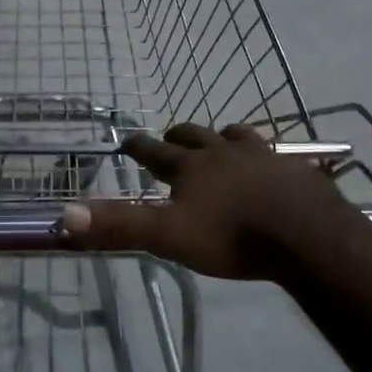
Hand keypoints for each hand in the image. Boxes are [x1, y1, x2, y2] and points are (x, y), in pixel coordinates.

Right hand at [60, 123, 360, 280]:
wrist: (307, 236)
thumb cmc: (233, 236)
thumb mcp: (169, 235)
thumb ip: (120, 226)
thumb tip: (64, 214)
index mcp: (192, 166)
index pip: (156, 151)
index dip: (139, 146)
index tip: (127, 139)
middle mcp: (224, 152)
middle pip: (196, 135)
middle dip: (179, 135)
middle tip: (171, 137)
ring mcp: (263, 156)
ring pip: (236, 136)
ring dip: (222, 138)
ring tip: (220, 142)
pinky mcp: (295, 169)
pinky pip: (276, 154)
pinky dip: (265, 156)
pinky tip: (272, 165)